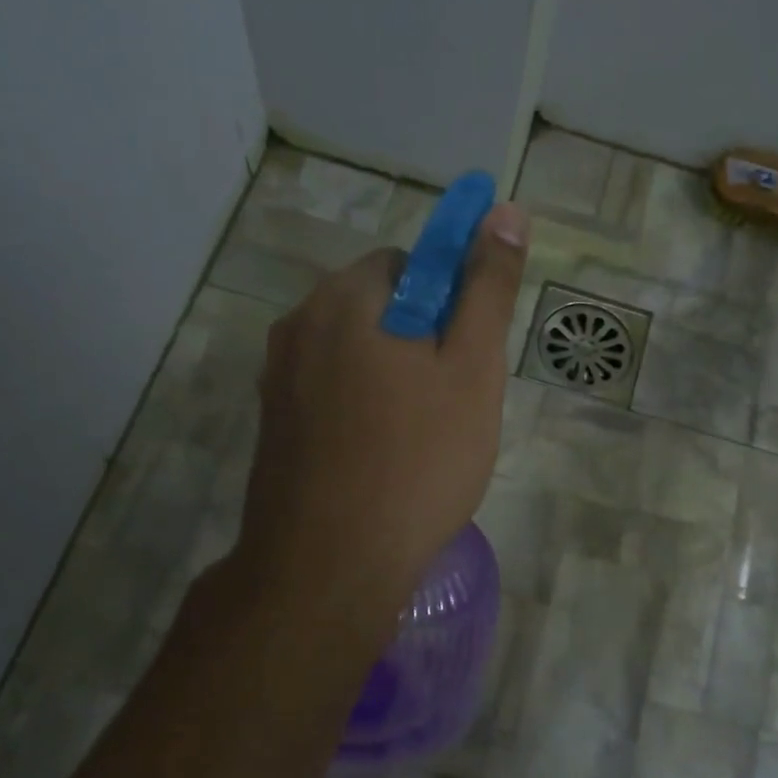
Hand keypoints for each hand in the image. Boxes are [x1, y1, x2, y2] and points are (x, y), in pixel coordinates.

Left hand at [229, 204, 531, 630]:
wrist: (330, 566)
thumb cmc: (417, 462)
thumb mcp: (472, 369)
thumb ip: (488, 288)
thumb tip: (506, 211)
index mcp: (345, 298)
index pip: (409, 264)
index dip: (451, 302)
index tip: (468, 356)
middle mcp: (298, 325)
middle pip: (378, 309)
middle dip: (422, 342)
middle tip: (454, 403)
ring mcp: (276, 379)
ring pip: (354, 356)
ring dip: (394, 379)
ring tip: (423, 440)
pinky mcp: (271, 426)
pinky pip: (330, 396)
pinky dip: (362, 411)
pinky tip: (383, 460)